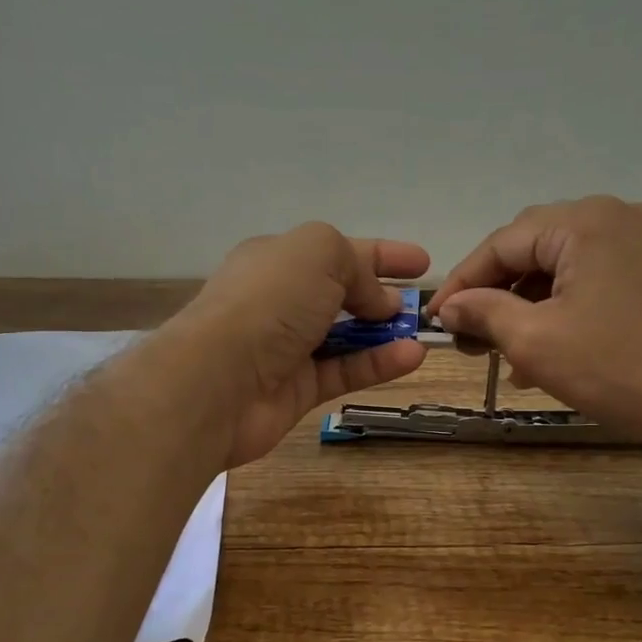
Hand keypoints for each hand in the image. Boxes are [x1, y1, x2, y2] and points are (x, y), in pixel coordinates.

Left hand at [164, 222, 429, 467]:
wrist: (217, 380)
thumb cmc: (268, 302)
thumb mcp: (318, 253)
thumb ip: (356, 265)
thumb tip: (378, 300)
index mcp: (278, 260)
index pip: (337, 250)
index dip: (381, 254)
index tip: (421, 262)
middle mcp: (281, 301)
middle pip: (341, 294)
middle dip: (383, 296)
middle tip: (421, 304)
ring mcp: (288, 348)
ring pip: (347, 337)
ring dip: (386, 333)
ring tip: (425, 332)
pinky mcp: (297, 390)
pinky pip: (345, 372)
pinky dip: (378, 364)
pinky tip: (412, 357)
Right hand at [428, 197, 641, 446]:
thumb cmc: (619, 367)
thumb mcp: (535, 341)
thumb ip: (484, 313)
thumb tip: (450, 308)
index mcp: (584, 222)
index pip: (502, 243)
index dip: (462, 282)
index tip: (435, 319)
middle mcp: (617, 218)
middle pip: (534, 249)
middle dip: (496, 293)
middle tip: (468, 336)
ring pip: (565, 268)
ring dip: (529, 306)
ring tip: (505, 354)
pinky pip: (596, 281)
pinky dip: (565, 309)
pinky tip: (549, 350)